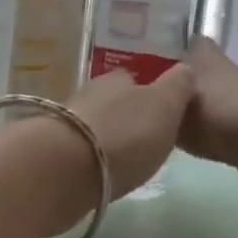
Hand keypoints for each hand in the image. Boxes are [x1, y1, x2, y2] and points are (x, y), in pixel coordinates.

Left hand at [65, 64, 196, 203]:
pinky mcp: (53, 149)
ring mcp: (67, 120)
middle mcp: (90, 93)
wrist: (68, 167)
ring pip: (93, 123)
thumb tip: (184, 68)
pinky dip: (89, 154)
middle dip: (125, 116)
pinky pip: (78, 146)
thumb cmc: (126, 134)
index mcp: (119, 79)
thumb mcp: (165, 106)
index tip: (160, 115)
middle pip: (112, 101)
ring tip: (121, 157)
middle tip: (142, 139)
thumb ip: (177, 86)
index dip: (149, 94)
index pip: (135, 79)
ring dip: (105, 135)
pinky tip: (97, 169)